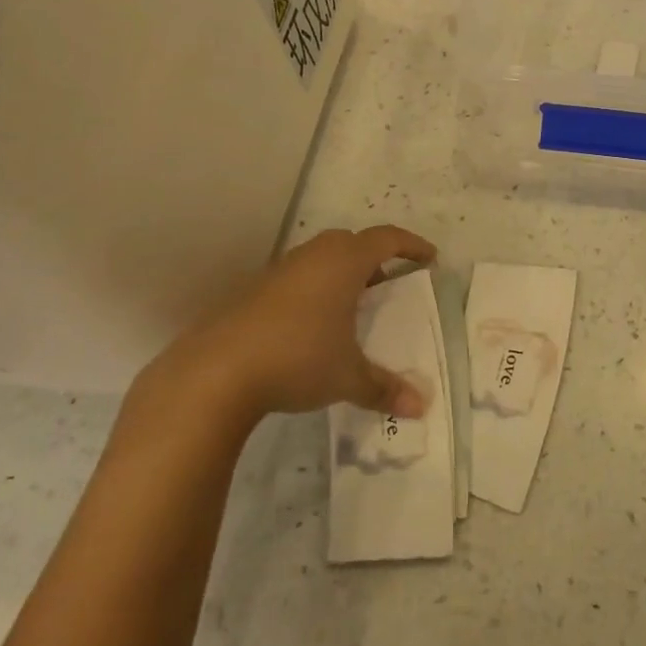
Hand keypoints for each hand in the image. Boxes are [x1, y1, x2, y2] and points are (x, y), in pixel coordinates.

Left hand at [155, 225, 437, 425]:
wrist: (215, 372)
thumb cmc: (297, 359)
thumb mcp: (347, 377)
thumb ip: (384, 388)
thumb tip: (420, 407)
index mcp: (344, 263)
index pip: (387, 239)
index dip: (412, 245)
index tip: (430, 258)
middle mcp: (313, 257)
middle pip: (351, 243)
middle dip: (374, 259)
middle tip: (388, 285)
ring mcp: (279, 271)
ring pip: (320, 259)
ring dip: (341, 275)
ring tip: (351, 309)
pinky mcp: (253, 291)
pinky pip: (296, 279)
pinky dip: (313, 291)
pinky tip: (310, 327)